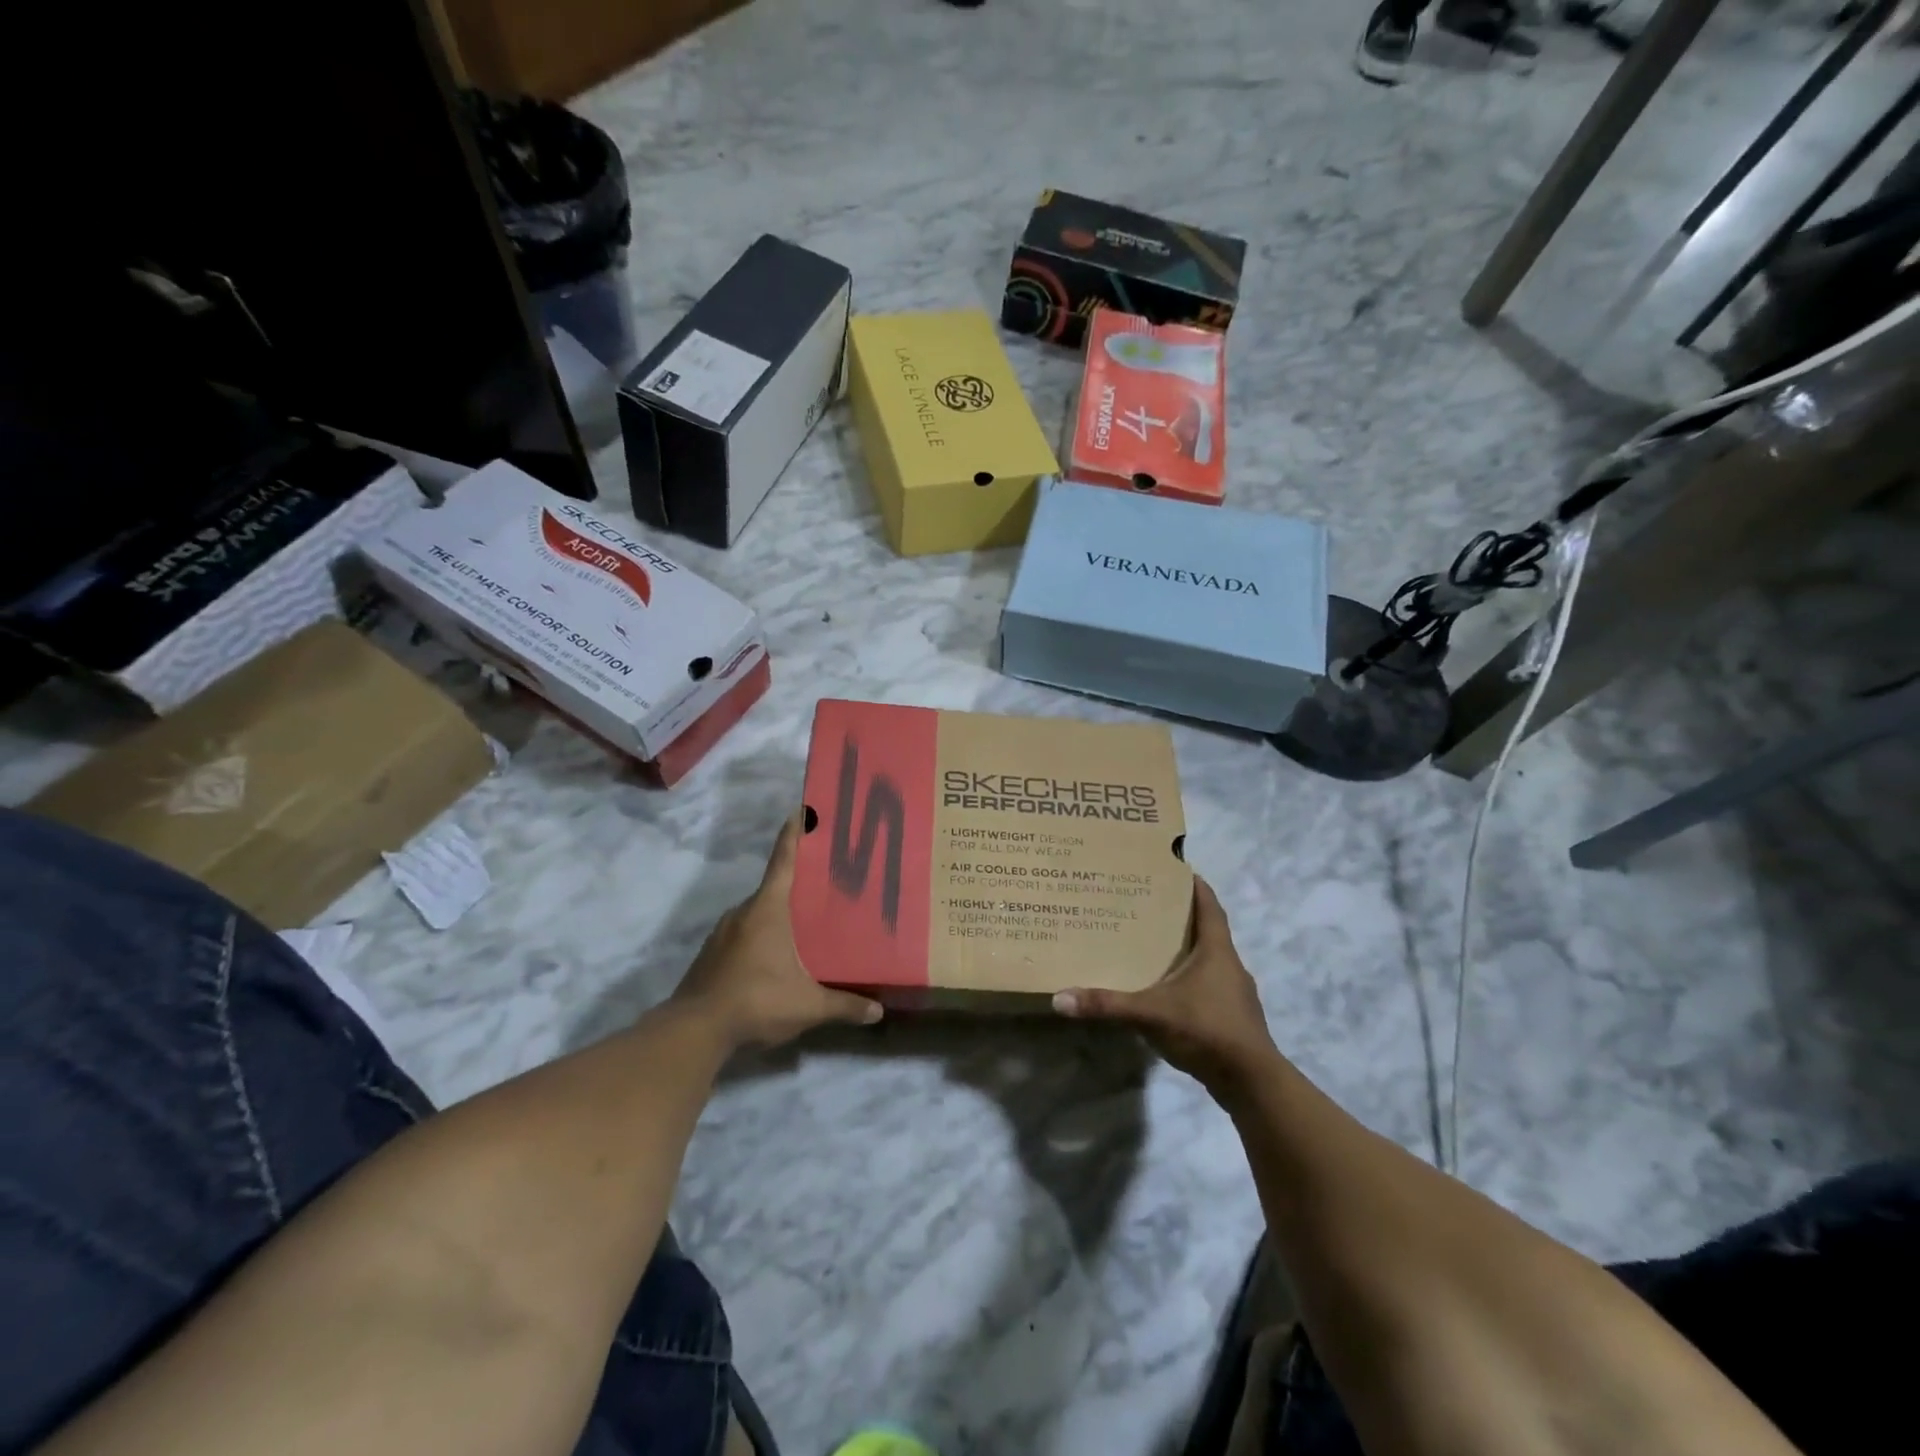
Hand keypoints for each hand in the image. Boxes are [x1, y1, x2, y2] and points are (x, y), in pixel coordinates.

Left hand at [672, 814, 882, 1049]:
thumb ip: (844, 1005)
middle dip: (797, 883)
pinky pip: (744, 932)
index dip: (793, 834)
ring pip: (758, 912)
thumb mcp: (807, 1006)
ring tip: (805, 922)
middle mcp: (744, 911)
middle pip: (774, 886)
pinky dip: (761, 935)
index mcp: (768, 909)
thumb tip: (878, 1013)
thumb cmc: (756, 1001)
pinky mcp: (712, 953)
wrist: (694, 1030)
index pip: (783, 861)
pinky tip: (776, 955)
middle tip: (825, 883)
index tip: (801, 809)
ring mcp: (723, 932)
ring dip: (778, 913)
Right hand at [1053, 876, 1280, 1098]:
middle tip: (1148, 906)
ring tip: (1153, 946)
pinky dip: (1189, 981)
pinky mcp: (1232, 1018)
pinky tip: (1168, 991)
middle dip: (1181, 917)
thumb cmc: (1207, 1031)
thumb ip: (1108, 1005)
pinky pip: (1209, 987)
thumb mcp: (1152, 1014)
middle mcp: (1229, 966)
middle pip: (1207, 931)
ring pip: (1208, 961)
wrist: (1253, 1084)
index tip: (1176, 868)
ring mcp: (1234, 994)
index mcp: (1217, 951)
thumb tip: (1060, 998)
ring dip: (1186, 951)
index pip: (1209, 906)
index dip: (1195, 885)